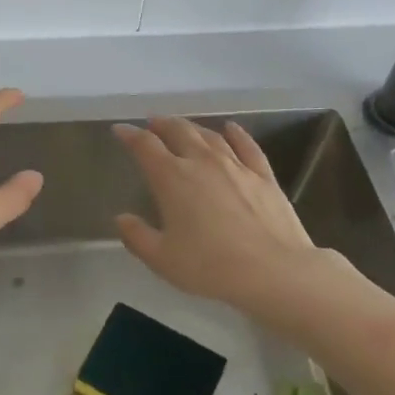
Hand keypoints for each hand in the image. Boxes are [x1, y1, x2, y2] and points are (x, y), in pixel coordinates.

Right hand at [112, 117, 318, 311]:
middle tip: (152, 123)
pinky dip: (237, 134)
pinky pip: (247, 146)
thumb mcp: (163, 259)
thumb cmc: (210, 266)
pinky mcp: (263, 175)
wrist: (273, 271)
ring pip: (210, 135)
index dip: (130, 135)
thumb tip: (122, 219)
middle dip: (161, 124)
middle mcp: (202, 162)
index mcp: (172, 178)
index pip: (145, 146)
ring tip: (184, 126)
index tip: (120, 130)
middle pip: (178, 131)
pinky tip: (231, 128)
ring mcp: (236, 165)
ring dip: (193, 127)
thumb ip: (137, 237)